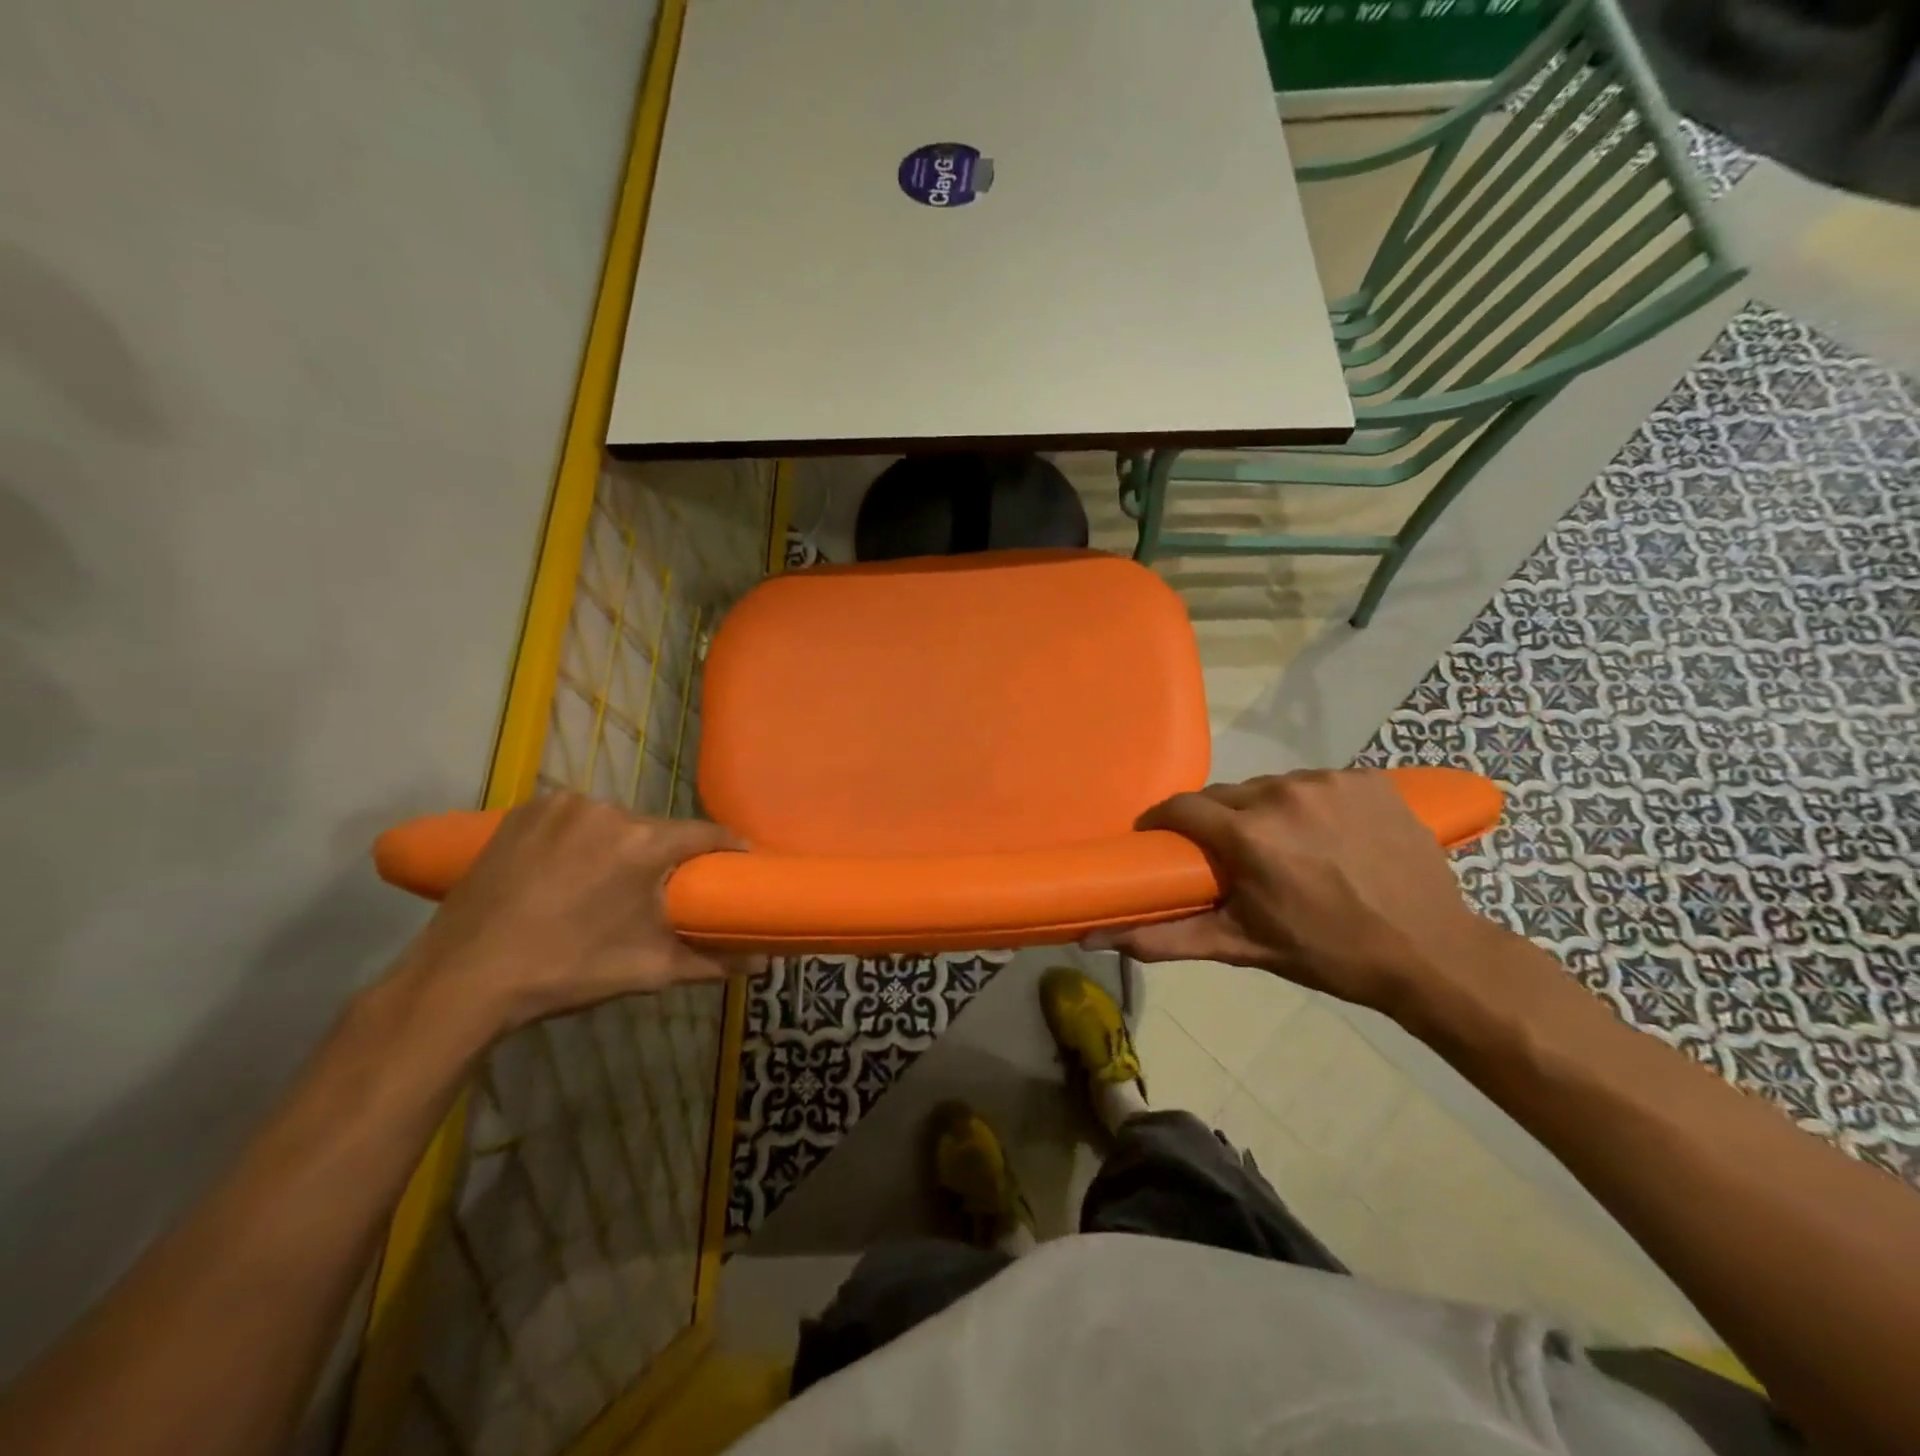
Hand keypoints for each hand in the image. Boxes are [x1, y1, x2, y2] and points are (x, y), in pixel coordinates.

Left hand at [394, 792, 745, 1034]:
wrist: (461, 980)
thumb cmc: (566, 972)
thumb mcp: (647, 970)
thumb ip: (712, 961)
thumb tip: (763, 963)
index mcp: (642, 843)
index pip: (705, 833)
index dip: (726, 848)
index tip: (737, 863)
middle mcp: (606, 810)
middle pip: (656, 829)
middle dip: (663, 856)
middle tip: (659, 890)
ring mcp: (560, 806)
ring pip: (613, 823)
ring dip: (619, 846)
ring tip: (605, 884)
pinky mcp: (523, 812)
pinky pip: (572, 819)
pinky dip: (579, 838)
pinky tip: (566, 870)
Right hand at [1091, 770, 1497, 1012]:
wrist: (1431, 952)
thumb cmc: (1329, 953)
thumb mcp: (1245, 946)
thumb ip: (1169, 938)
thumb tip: (1099, 937)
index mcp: (1250, 835)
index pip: (1182, 808)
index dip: (1164, 822)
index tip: (1161, 840)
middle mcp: (1283, 794)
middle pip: (1226, 796)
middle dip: (1218, 822)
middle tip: (1231, 856)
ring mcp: (1329, 781)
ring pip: (1270, 787)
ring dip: (1264, 812)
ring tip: (1284, 847)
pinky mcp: (1367, 778)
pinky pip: (1315, 783)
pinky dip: (1309, 805)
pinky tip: (1327, 835)